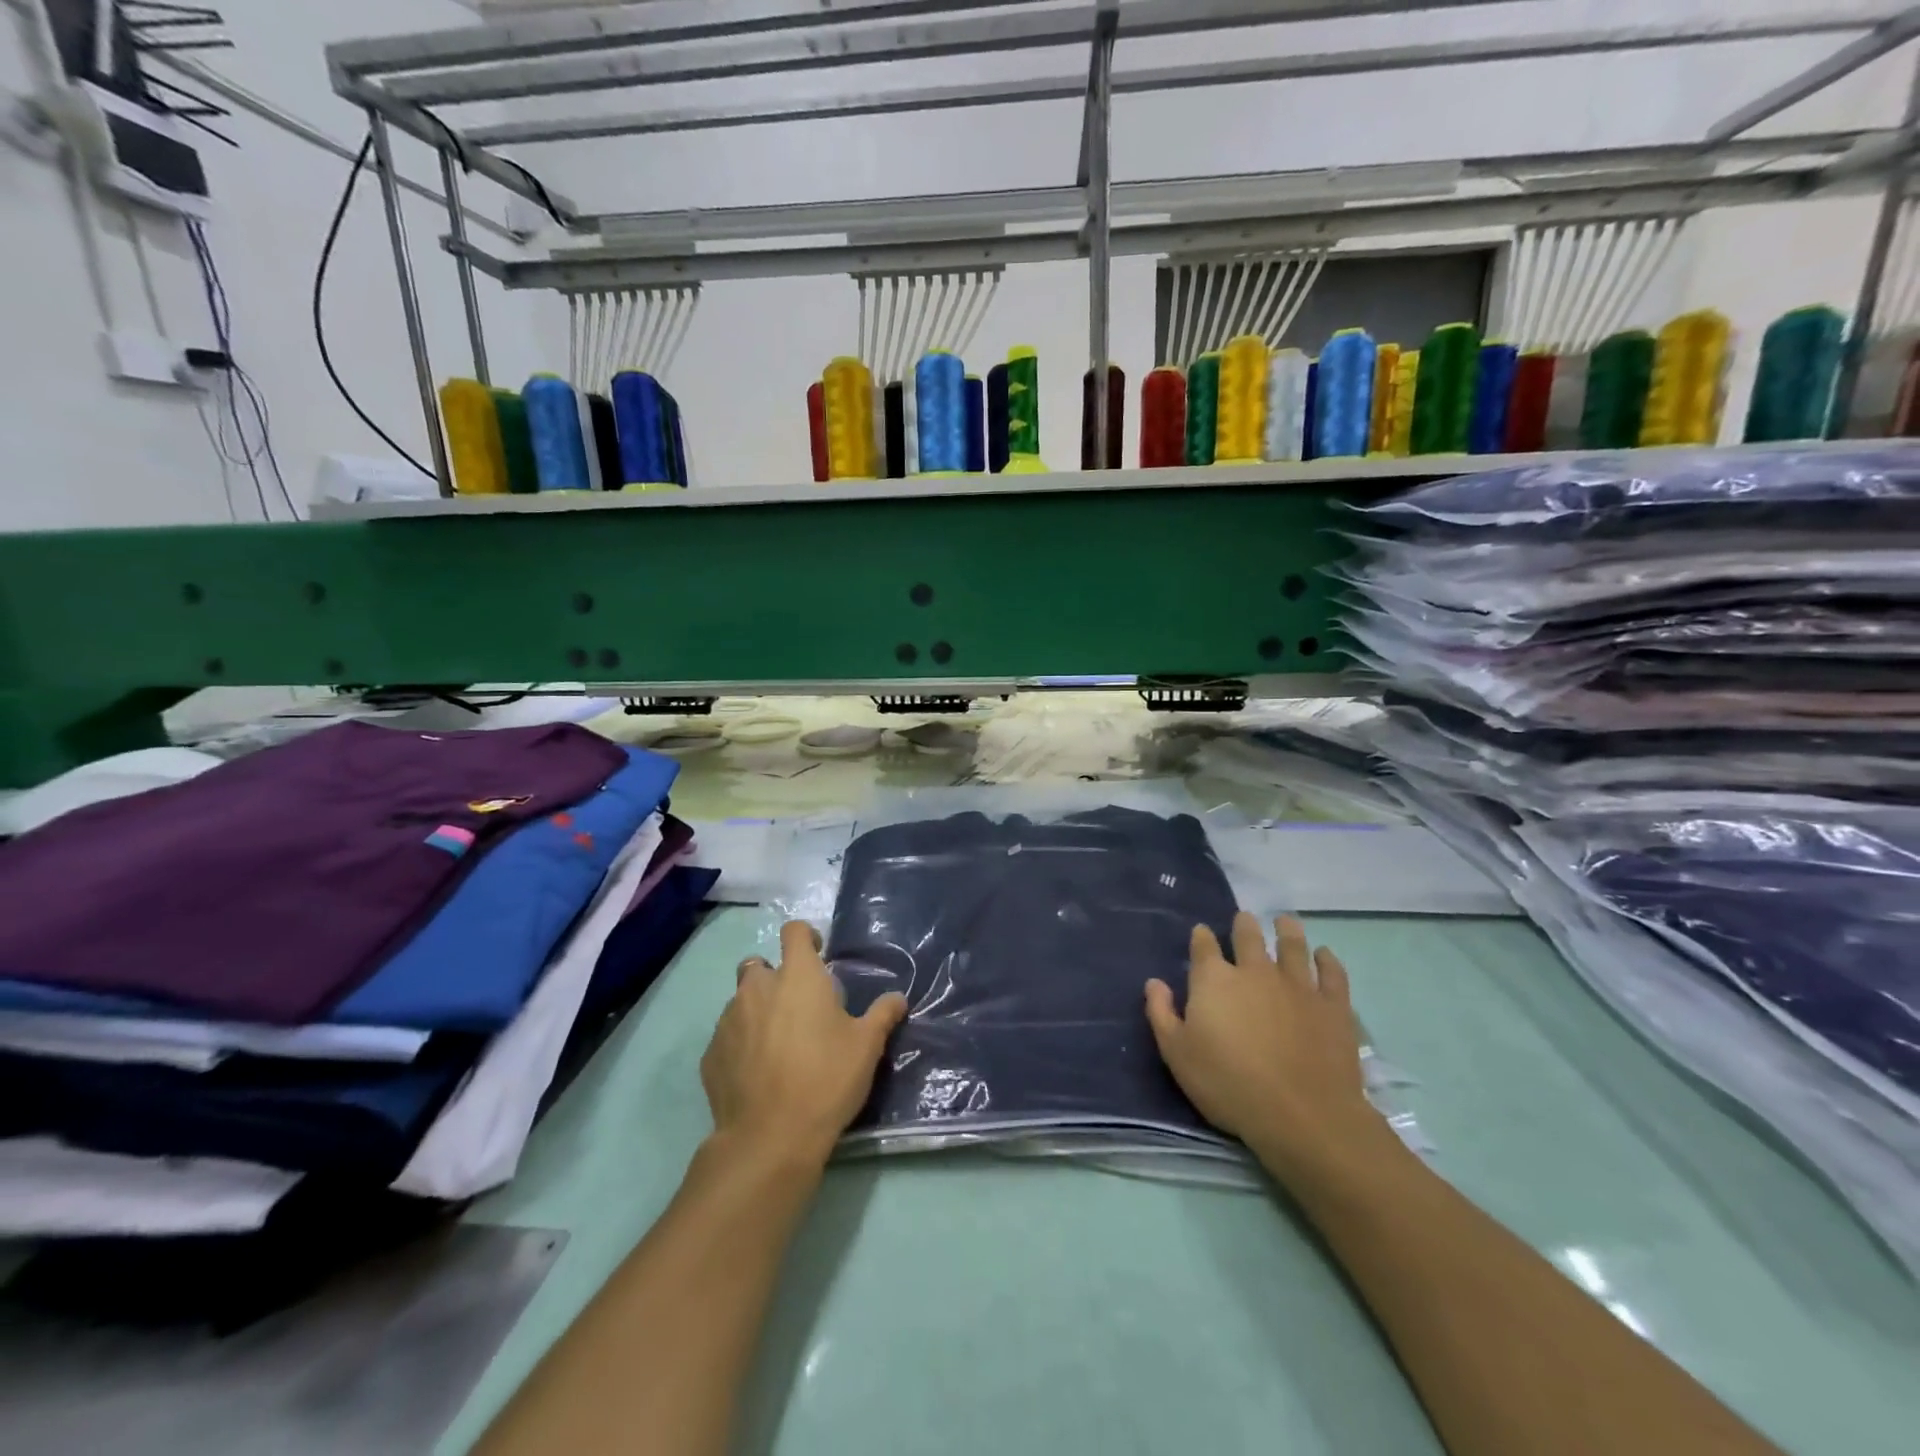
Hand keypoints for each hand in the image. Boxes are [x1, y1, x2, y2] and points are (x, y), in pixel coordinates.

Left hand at [701, 920, 907, 1169]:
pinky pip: (726, 1036)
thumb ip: (882, 1015)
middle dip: (775, 977)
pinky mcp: (711, 1054)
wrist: (770, 1137)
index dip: (806, 937)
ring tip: (777, 1042)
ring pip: (739, 1001)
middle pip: (759, 965)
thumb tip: (898, 998)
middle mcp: (757, 988)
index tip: (818, 956)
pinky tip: (757, 1071)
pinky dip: (740, 1043)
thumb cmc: (826, 1078)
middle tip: (796, 1005)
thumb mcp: (867, 1046)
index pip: (794, 931)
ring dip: (757, 1010)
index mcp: (798, 976)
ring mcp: (728, 1020)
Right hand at [1145, 913, 1392, 1181]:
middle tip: (1244, 918)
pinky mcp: (1333, 1005)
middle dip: (1244, 925)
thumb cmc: (1229, 1084)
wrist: (1302, 1114)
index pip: (1204, 946)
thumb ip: (1161, 1013)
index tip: (1201, 933)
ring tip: (1285, 920)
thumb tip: (1154, 982)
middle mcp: (1255, 971)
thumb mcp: (1177, 1054)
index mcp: (1215, 980)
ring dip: (1287, 930)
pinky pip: (1332, 973)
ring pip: (1292, 945)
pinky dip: (1328, 960)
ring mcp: (1298, 985)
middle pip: (1249, 937)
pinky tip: (1324, 954)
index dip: (1201, 937)